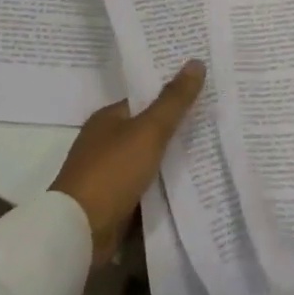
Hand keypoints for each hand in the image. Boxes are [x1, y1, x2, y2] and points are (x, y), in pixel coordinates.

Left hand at [52, 61, 204, 264]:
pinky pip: (145, 187)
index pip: (145, 100)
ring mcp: (107, 174)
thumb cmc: (112, 172)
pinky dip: (163, 186)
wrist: (79, 232)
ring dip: (172, 160)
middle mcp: (104, 142)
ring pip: (148, 160)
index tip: (203, 93)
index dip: (172, 95)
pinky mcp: (113, 202)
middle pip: (147, 130)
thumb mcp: (149, 131)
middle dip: (176, 128)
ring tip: (211, 151)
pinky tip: (190, 184)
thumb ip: (174, 100)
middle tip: (214, 120)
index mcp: (107, 118)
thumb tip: (196, 62)